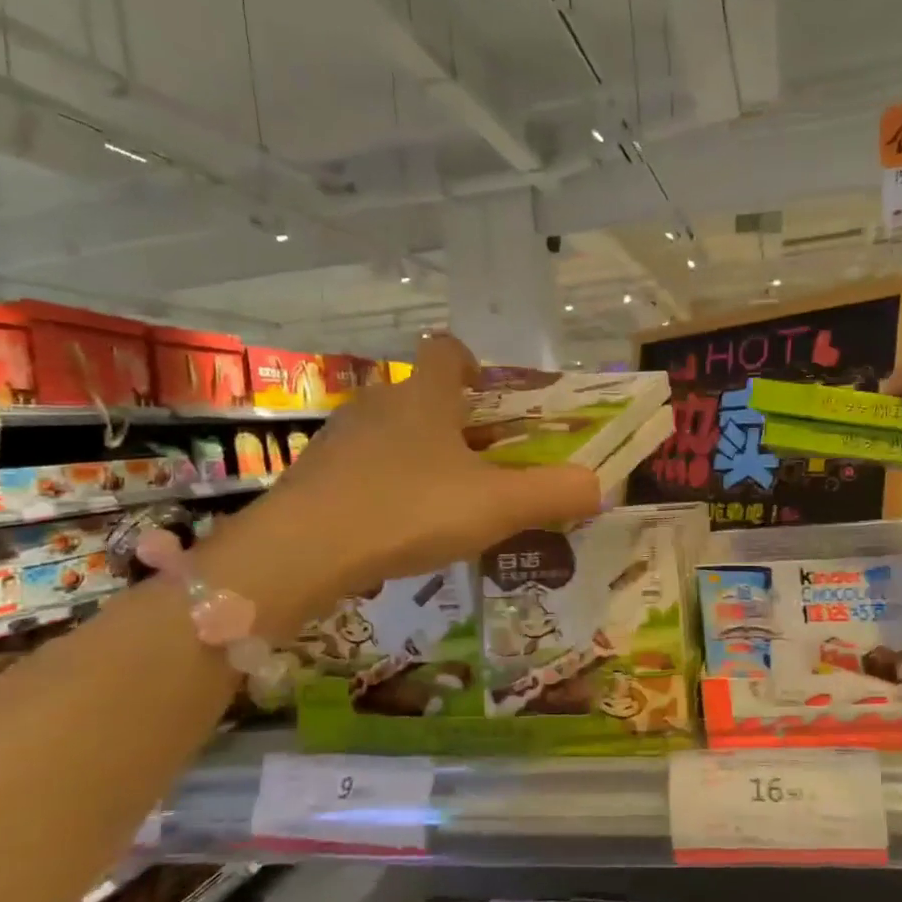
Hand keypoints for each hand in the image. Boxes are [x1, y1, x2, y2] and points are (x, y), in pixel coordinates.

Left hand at [279, 335, 600, 587]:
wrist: (303, 550)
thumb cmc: (410, 509)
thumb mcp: (498, 505)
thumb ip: (554, 493)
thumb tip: (599, 486)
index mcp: (425, 397)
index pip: (445, 350)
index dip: (470, 365)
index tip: (488, 400)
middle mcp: (379, 404)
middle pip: (422, 397)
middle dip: (454, 425)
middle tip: (481, 467)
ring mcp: (339, 439)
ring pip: (390, 434)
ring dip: (418, 458)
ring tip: (441, 505)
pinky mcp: (314, 475)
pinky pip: (361, 468)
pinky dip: (384, 487)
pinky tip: (395, 528)